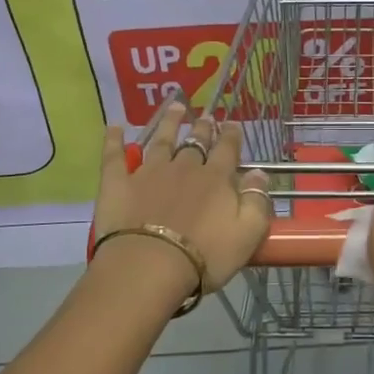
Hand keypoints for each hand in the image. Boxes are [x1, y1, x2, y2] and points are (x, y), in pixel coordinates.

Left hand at [94, 99, 272, 293]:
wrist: (149, 266)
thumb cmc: (205, 256)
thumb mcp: (247, 233)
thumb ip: (256, 201)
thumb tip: (259, 173)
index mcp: (216, 179)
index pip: (228, 150)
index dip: (232, 136)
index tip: (233, 124)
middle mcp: (184, 168)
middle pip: (196, 142)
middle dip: (203, 128)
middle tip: (206, 116)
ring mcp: (149, 172)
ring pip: (161, 140)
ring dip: (169, 123)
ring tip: (175, 108)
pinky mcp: (118, 183)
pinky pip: (115, 156)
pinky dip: (114, 140)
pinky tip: (114, 127)